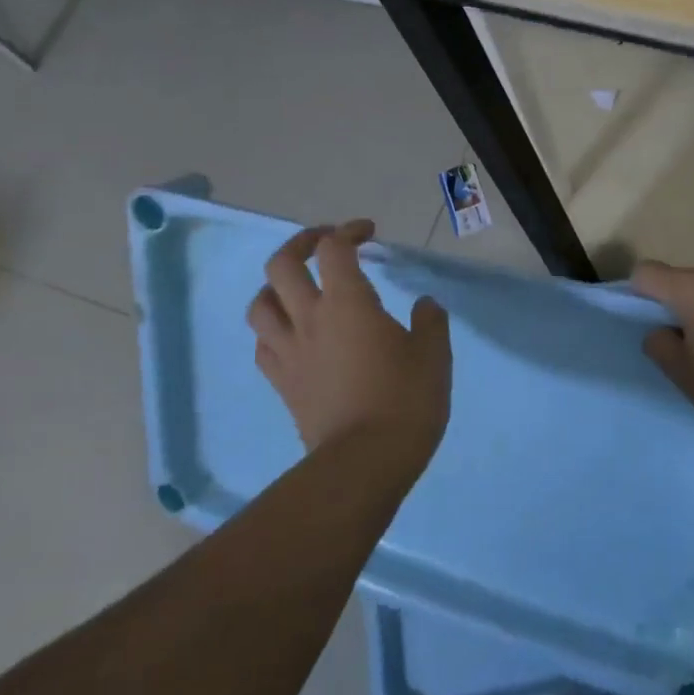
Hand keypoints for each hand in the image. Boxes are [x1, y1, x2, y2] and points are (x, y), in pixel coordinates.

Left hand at [247, 220, 451, 474]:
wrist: (364, 464)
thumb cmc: (405, 400)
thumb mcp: (433, 354)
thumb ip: (430, 321)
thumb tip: (424, 305)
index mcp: (347, 302)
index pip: (334, 248)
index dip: (348, 230)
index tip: (369, 233)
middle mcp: (309, 318)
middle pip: (281, 264)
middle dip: (301, 244)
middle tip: (325, 244)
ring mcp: (289, 352)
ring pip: (260, 304)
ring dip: (276, 286)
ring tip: (298, 288)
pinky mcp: (282, 384)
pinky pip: (263, 346)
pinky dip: (273, 330)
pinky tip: (292, 335)